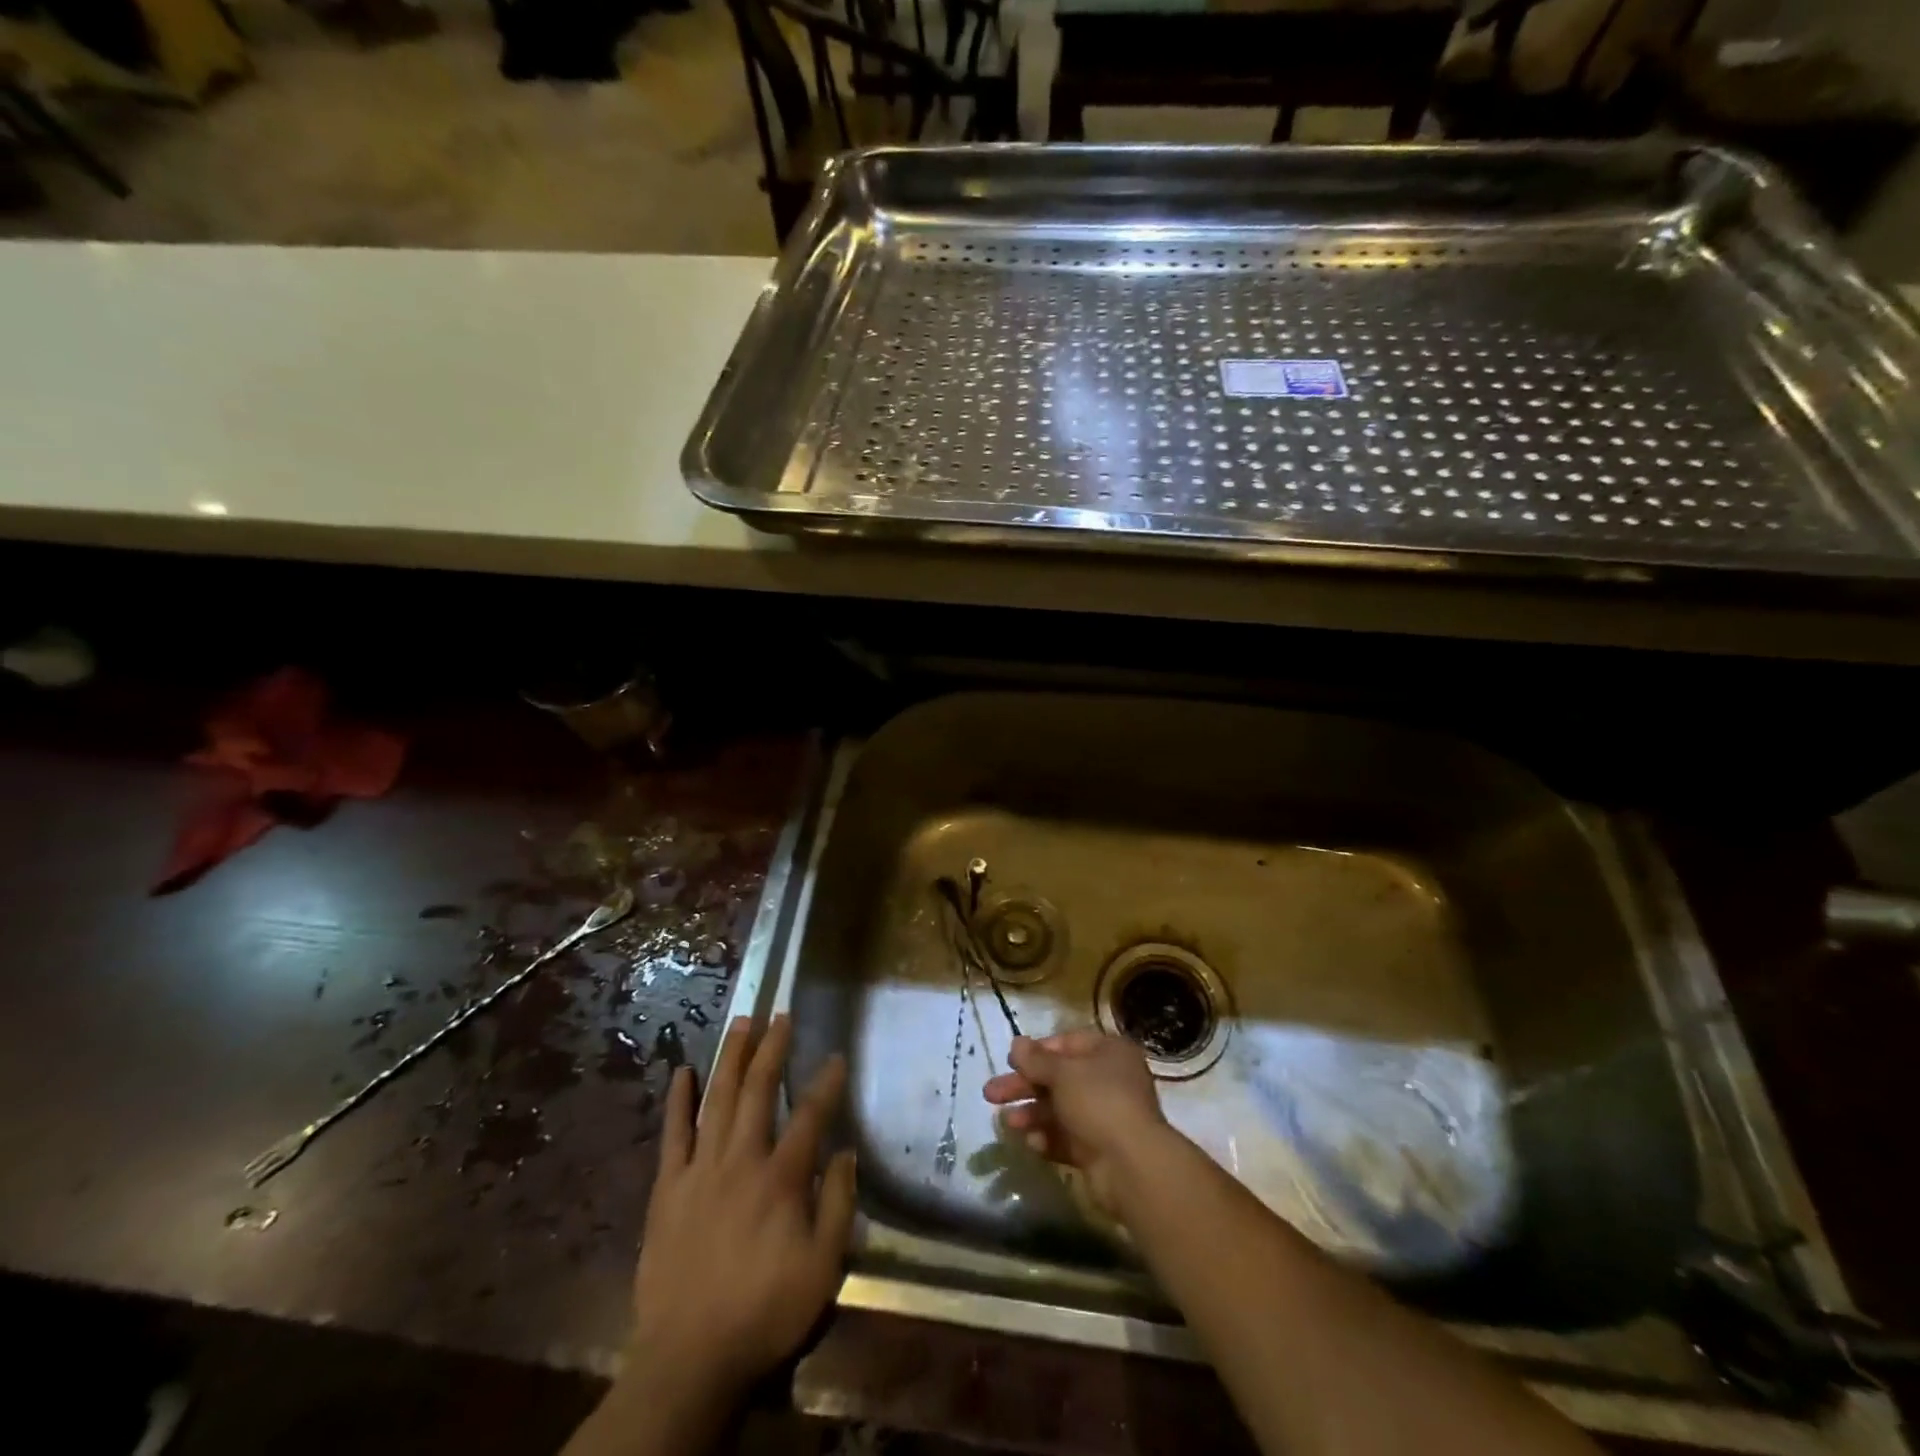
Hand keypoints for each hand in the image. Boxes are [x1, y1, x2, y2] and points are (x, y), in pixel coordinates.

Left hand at [629, 1015, 855, 1399]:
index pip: (809, 1116)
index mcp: (780, 1179)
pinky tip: (683, 1072)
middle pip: (757, 1091)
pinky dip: (678, 1101)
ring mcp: (699, 1171)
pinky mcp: (668, 1189)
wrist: (688, 1359)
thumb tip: (846, 1152)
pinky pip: (673, 1135)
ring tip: (741, 1022)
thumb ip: (837, 1205)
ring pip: (716, 1100)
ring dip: (731, 1058)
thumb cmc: (764, 1312)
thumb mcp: (822, 1269)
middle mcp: (740, 1161)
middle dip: (772, 1048)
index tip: (837, 1057)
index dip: (826, 1084)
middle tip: (780, 1014)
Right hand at [982, 1030, 1169, 1213]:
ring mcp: (1104, 1117)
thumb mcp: (1063, 1073)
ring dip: (1031, 1114)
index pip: (1069, 1043)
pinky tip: (1030, 1143)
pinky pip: (1067, 1139)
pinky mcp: (1098, 1150)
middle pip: (1059, 1078)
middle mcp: (1109, 1081)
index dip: (1038, 1051)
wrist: (1132, 1166)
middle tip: (990, 1093)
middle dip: (1024, 1085)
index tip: (1011, 1060)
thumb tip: (1016, 1043)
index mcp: (1109, 1053)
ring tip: (1007, 1124)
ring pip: (1060, 1110)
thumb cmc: (1099, 1102)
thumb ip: (1036, 1059)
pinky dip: (1047, 1138)